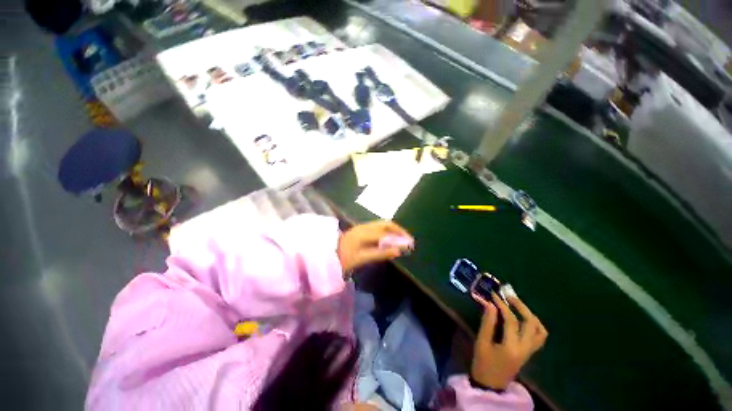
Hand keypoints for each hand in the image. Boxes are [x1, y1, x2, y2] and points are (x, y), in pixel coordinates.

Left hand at [337, 221, 412, 275]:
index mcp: (365, 233)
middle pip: (386, 224)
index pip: (387, 232)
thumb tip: (397, 250)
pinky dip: (386, 232)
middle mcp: (365, 226)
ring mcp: (362, 227)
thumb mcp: (361, 258)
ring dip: (393, 231)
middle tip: (408, 240)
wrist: (326, 255)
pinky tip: (389, 240)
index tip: (410, 244)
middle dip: (398, 231)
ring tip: (401, 240)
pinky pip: (377, 228)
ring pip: (382, 225)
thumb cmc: (343, 258)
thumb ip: (380, 253)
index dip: (399, 238)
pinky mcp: (360, 230)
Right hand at [471, 290, 547, 390]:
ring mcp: (529, 351)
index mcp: (512, 347)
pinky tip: (522, 319)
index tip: (493, 294)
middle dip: (521, 306)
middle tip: (508, 296)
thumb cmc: (483, 363)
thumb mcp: (482, 342)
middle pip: (531, 323)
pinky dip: (533, 325)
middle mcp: (525, 348)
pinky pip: (538, 336)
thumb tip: (489, 304)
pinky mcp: (529, 353)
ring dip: (530, 315)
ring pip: (539, 331)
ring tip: (517, 305)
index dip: (502, 305)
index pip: (511, 321)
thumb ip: (487, 323)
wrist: (491, 385)